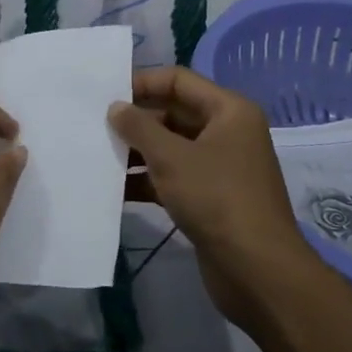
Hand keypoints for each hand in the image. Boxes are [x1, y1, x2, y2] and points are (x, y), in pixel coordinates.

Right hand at [109, 67, 315, 331]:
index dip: (142, 83)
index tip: (104, 94)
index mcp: (229, 111)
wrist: (257, 271)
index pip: (178, 81)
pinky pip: (172, 177)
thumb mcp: (172, 158)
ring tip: (96, 155)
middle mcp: (227, 132)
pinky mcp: (209, 198)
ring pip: (170, 148)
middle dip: (135, 121)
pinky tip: (112, 188)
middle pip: (173, 113)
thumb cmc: (217, 199)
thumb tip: (115, 107)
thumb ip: (139, 127)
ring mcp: (218, 167)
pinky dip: (145, 180)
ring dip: (136, 152)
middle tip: (94, 126)